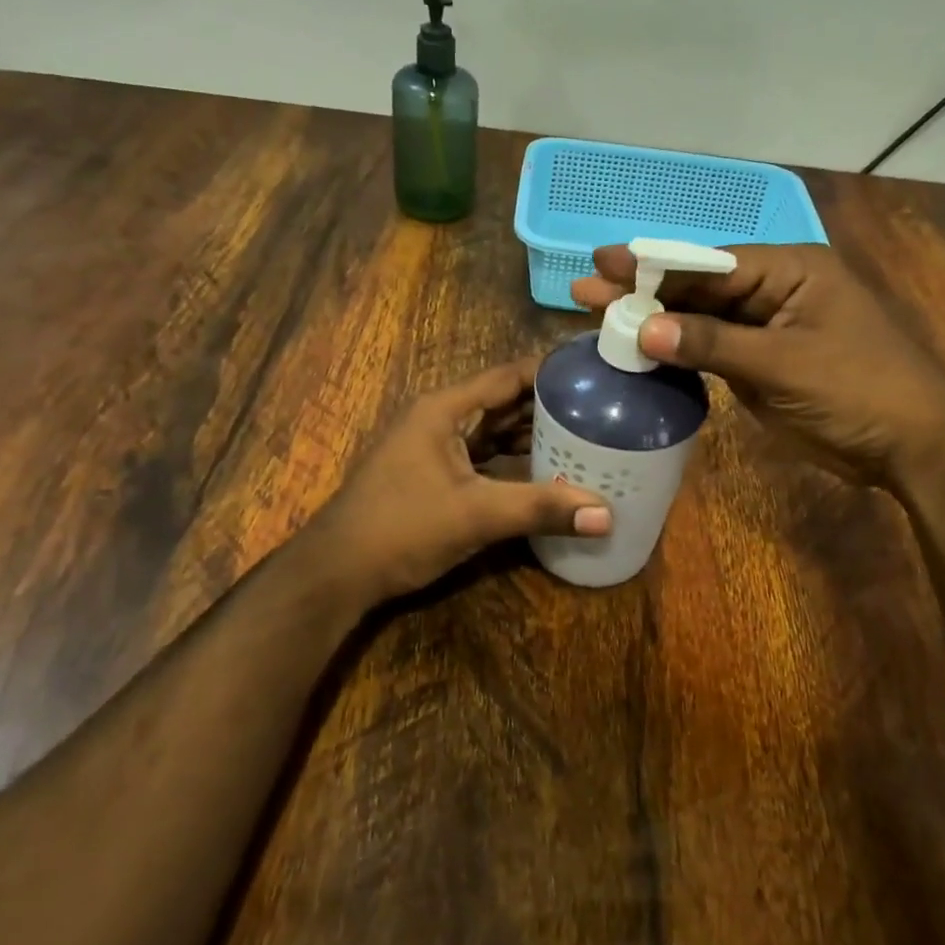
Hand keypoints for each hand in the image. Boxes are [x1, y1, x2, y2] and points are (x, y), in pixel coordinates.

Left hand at [306, 358, 611, 606]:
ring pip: (493, 431)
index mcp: (444, 409)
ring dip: (532, 434)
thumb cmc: (402, 528)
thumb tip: (606, 514)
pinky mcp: (434, 475)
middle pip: (503, 402)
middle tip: (601, 408)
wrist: (338, 572)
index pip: (508, 376)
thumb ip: (540, 508)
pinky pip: (483, 457)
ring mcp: (434, 448)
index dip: (550, 371)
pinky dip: (513, 460)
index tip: (595, 373)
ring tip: (584, 436)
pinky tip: (545, 471)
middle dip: (548, 404)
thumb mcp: (475, 515)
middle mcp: (439, 419)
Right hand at [572, 243, 944, 482]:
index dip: (653, 265)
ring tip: (599, 316)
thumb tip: (643, 328)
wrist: (913, 447)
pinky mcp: (763, 363)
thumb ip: (712, 343)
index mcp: (790, 270)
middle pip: (700, 288)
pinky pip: (712, 350)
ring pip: (702, 319)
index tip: (603, 262)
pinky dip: (678, 352)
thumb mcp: (783, 363)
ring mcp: (768, 328)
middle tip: (585, 287)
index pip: (709, 263)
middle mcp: (776, 290)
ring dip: (655, 321)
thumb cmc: (859, 390)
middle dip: (644, 290)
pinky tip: (640, 350)